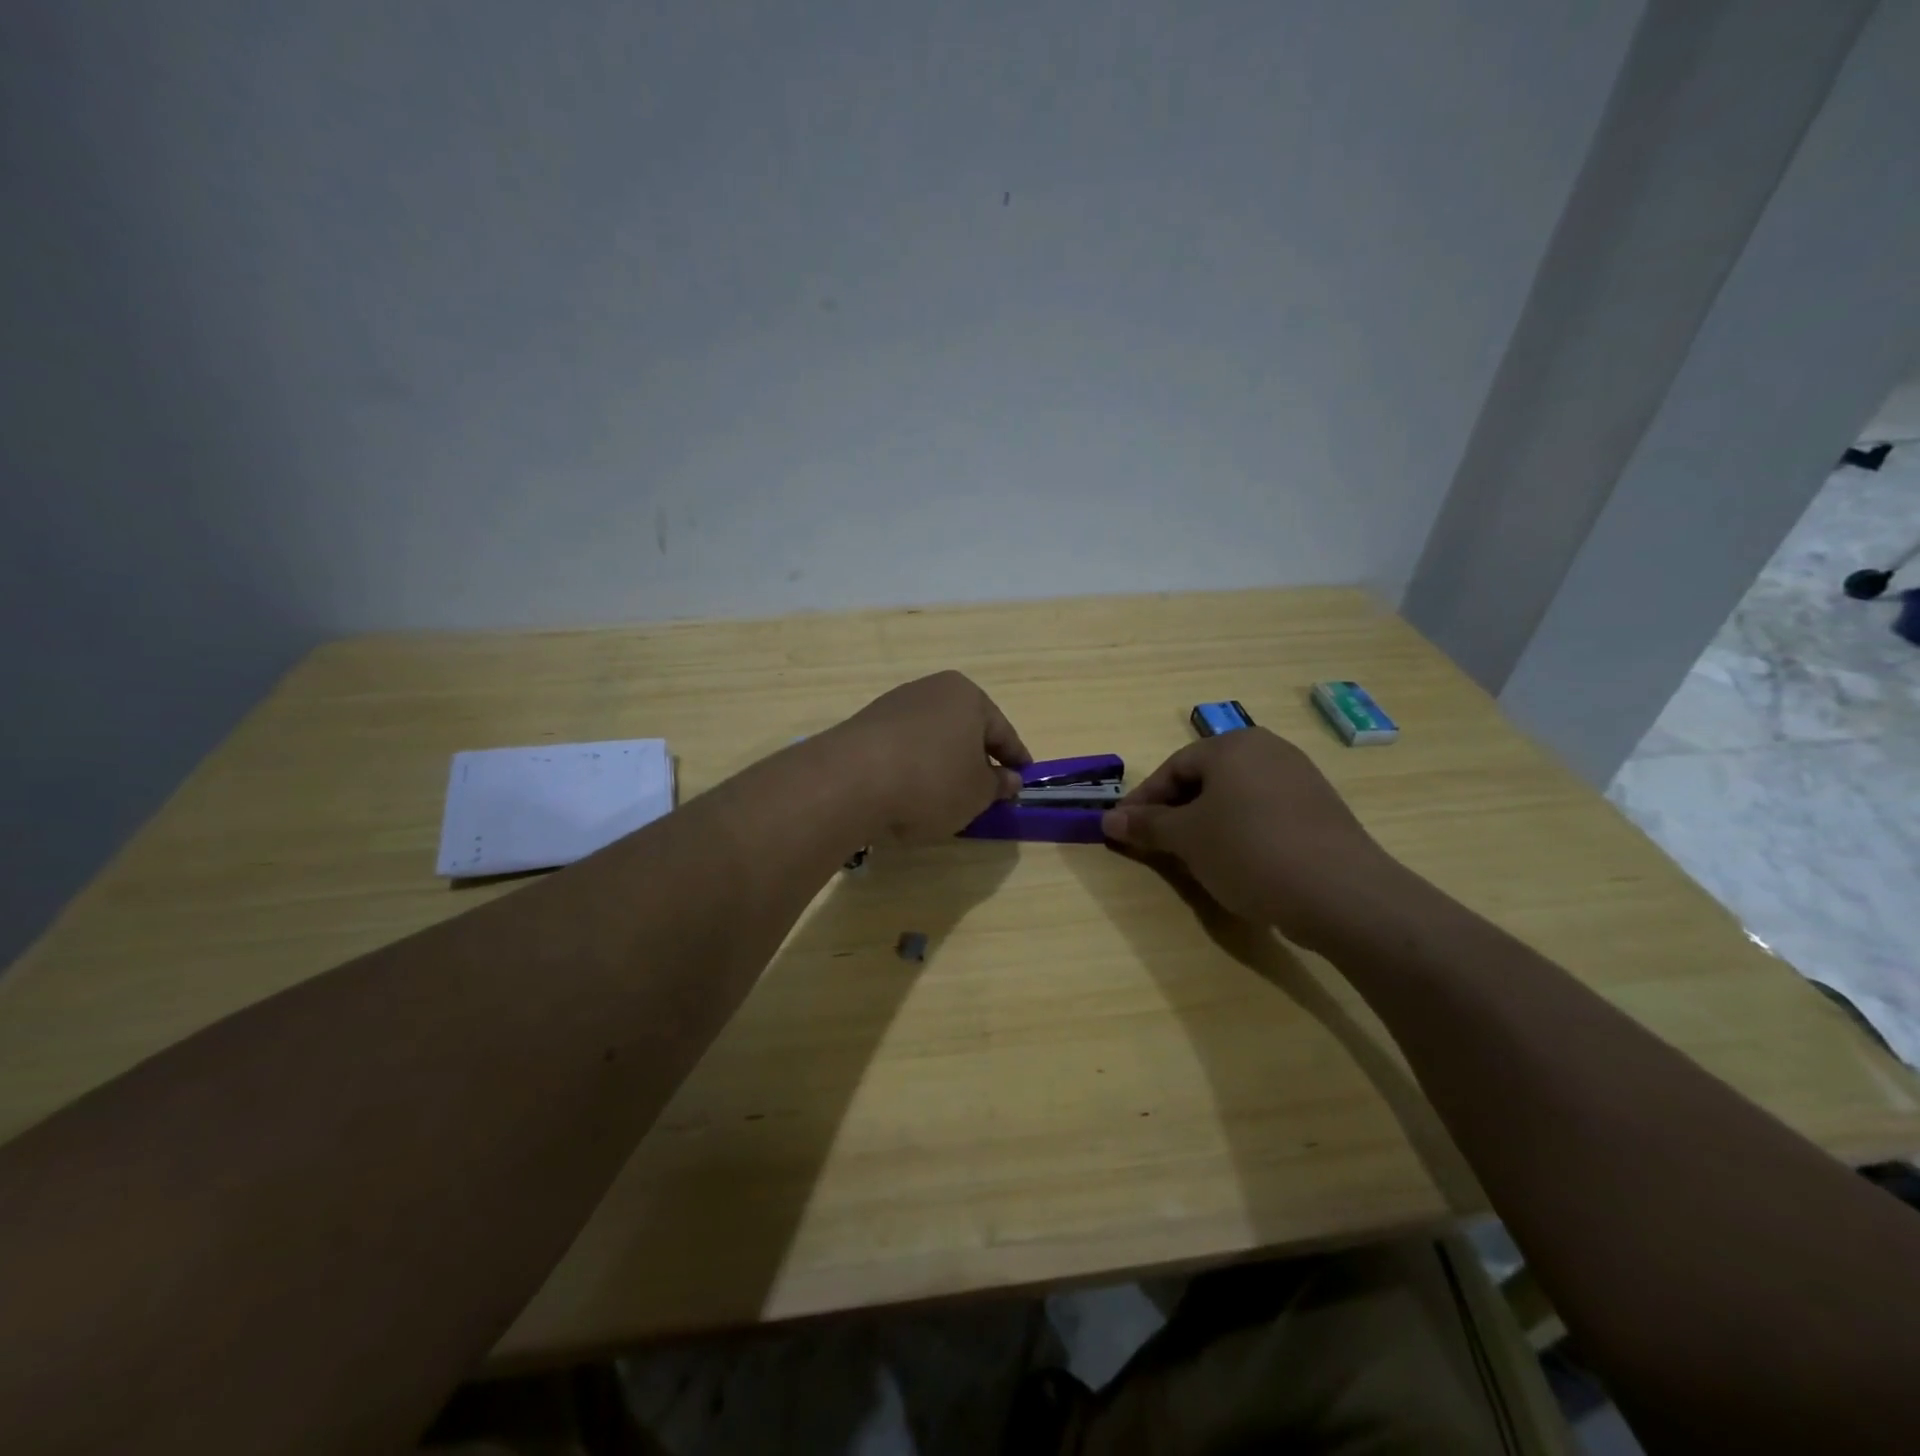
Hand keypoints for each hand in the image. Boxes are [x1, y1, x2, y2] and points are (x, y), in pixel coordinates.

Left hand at [829, 672, 1031, 840]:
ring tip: (946, 794)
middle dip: (976, 756)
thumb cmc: (931, 781)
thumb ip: (997, 785)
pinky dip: (913, 766)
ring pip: (932, 736)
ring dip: (942, 761)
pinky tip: (911, 791)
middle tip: (987, 787)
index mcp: (967, 696)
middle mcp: (930, 690)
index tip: (1023, 777)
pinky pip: (902, 747)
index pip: (1002, 731)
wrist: (850, 781)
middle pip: (964, 728)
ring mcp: (893, 705)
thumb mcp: (977, 793)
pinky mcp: (864, 725)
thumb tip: (1009, 779)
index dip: (1015, 758)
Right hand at [1101, 729, 1412, 948]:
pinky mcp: (1320, 808)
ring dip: (1207, 823)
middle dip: (1176, 812)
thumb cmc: (1249, 851)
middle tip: (1157, 845)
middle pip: (1205, 779)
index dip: (1144, 801)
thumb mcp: (1187, 839)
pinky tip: (1239, 862)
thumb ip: (1146, 825)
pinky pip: (1264, 811)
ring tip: (1194, 857)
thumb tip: (1108, 818)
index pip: (1172, 767)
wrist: (1341, 892)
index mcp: (1232, 745)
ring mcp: (1299, 777)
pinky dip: (1241, 831)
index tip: (1125, 830)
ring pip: (1235, 796)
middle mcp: (1268, 749)